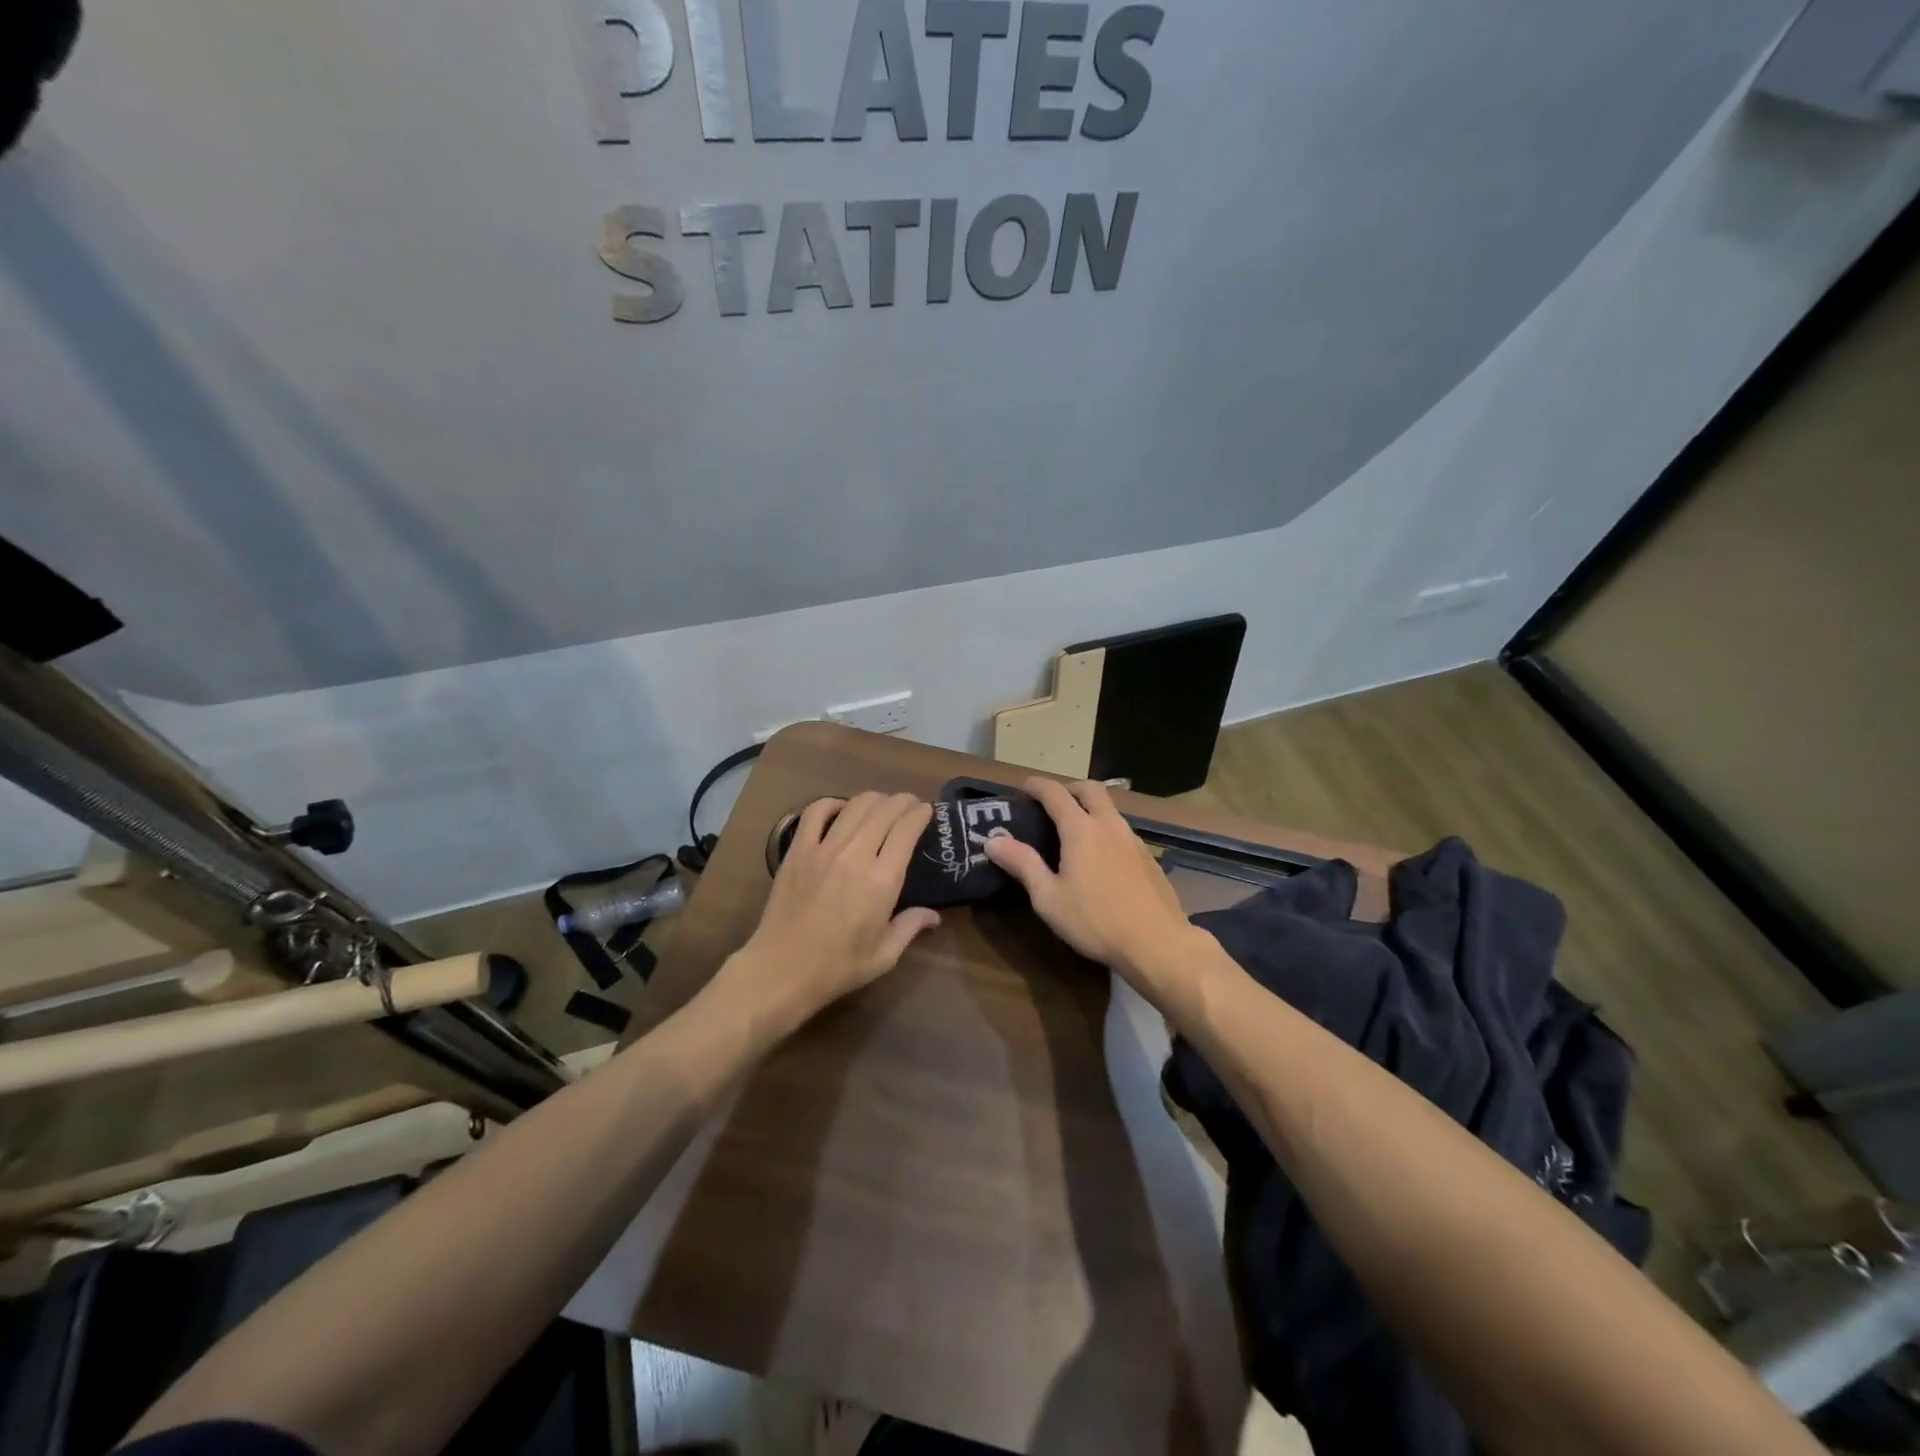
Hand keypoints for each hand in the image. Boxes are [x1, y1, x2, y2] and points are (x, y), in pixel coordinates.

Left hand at [725, 792, 939, 1026]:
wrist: (782, 970)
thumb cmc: (838, 967)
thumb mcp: (885, 954)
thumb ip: (911, 927)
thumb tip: (933, 915)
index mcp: (883, 880)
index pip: (907, 829)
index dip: (921, 814)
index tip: (927, 811)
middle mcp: (856, 855)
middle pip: (884, 810)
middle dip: (902, 801)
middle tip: (910, 805)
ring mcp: (824, 849)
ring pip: (855, 805)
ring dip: (875, 799)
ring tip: (882, 804)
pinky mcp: (798, 850)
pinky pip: (816, 812)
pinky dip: (833, 803)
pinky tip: (842, 808)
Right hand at [983, 778, 1198, 994]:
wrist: (1157, 944)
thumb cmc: (1095, 922)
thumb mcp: (1049, 898)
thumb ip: (1022, 864)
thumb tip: (993, 840)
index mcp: (1081, 830)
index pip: (1056, 793)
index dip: (1037, 786)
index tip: (1024, 787)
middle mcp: (1109, 825)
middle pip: (1091, 789)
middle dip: (1069, 788)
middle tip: (1052, 804)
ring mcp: (1133, 840)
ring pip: (1110, 809)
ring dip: (1090, 808)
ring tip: (1074, 832)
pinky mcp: (1149, 858)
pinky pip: (1122, 830)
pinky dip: (1106, 829)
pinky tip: (1101, 858)